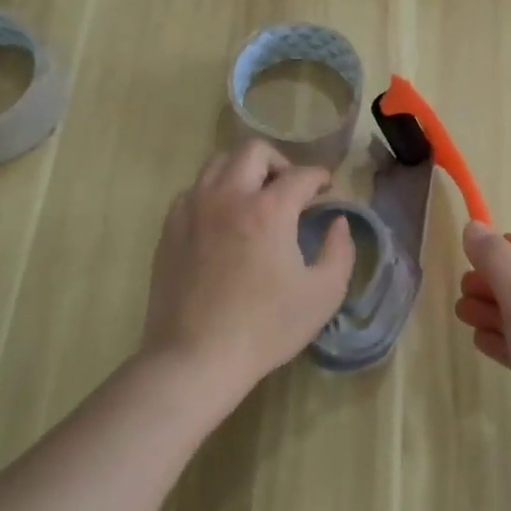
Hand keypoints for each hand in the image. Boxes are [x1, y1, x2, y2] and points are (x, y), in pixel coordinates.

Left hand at [142, 139, 354, 397]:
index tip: (327, 191)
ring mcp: (193, 209)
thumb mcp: (323, 294)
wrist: (194, 360)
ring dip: (244, 171)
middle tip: (290, 190)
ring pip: (219, 163)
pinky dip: (214, 193)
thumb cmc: (265, 328)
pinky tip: (224, 221)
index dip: (321, 178)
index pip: (302, 174)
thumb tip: (337, 222)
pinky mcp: (170, 228)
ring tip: (255, 199)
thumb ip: (340, 250)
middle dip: (280, 162)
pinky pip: (194, 190)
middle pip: (254, 150)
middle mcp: (229, 196)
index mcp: (269, 210)